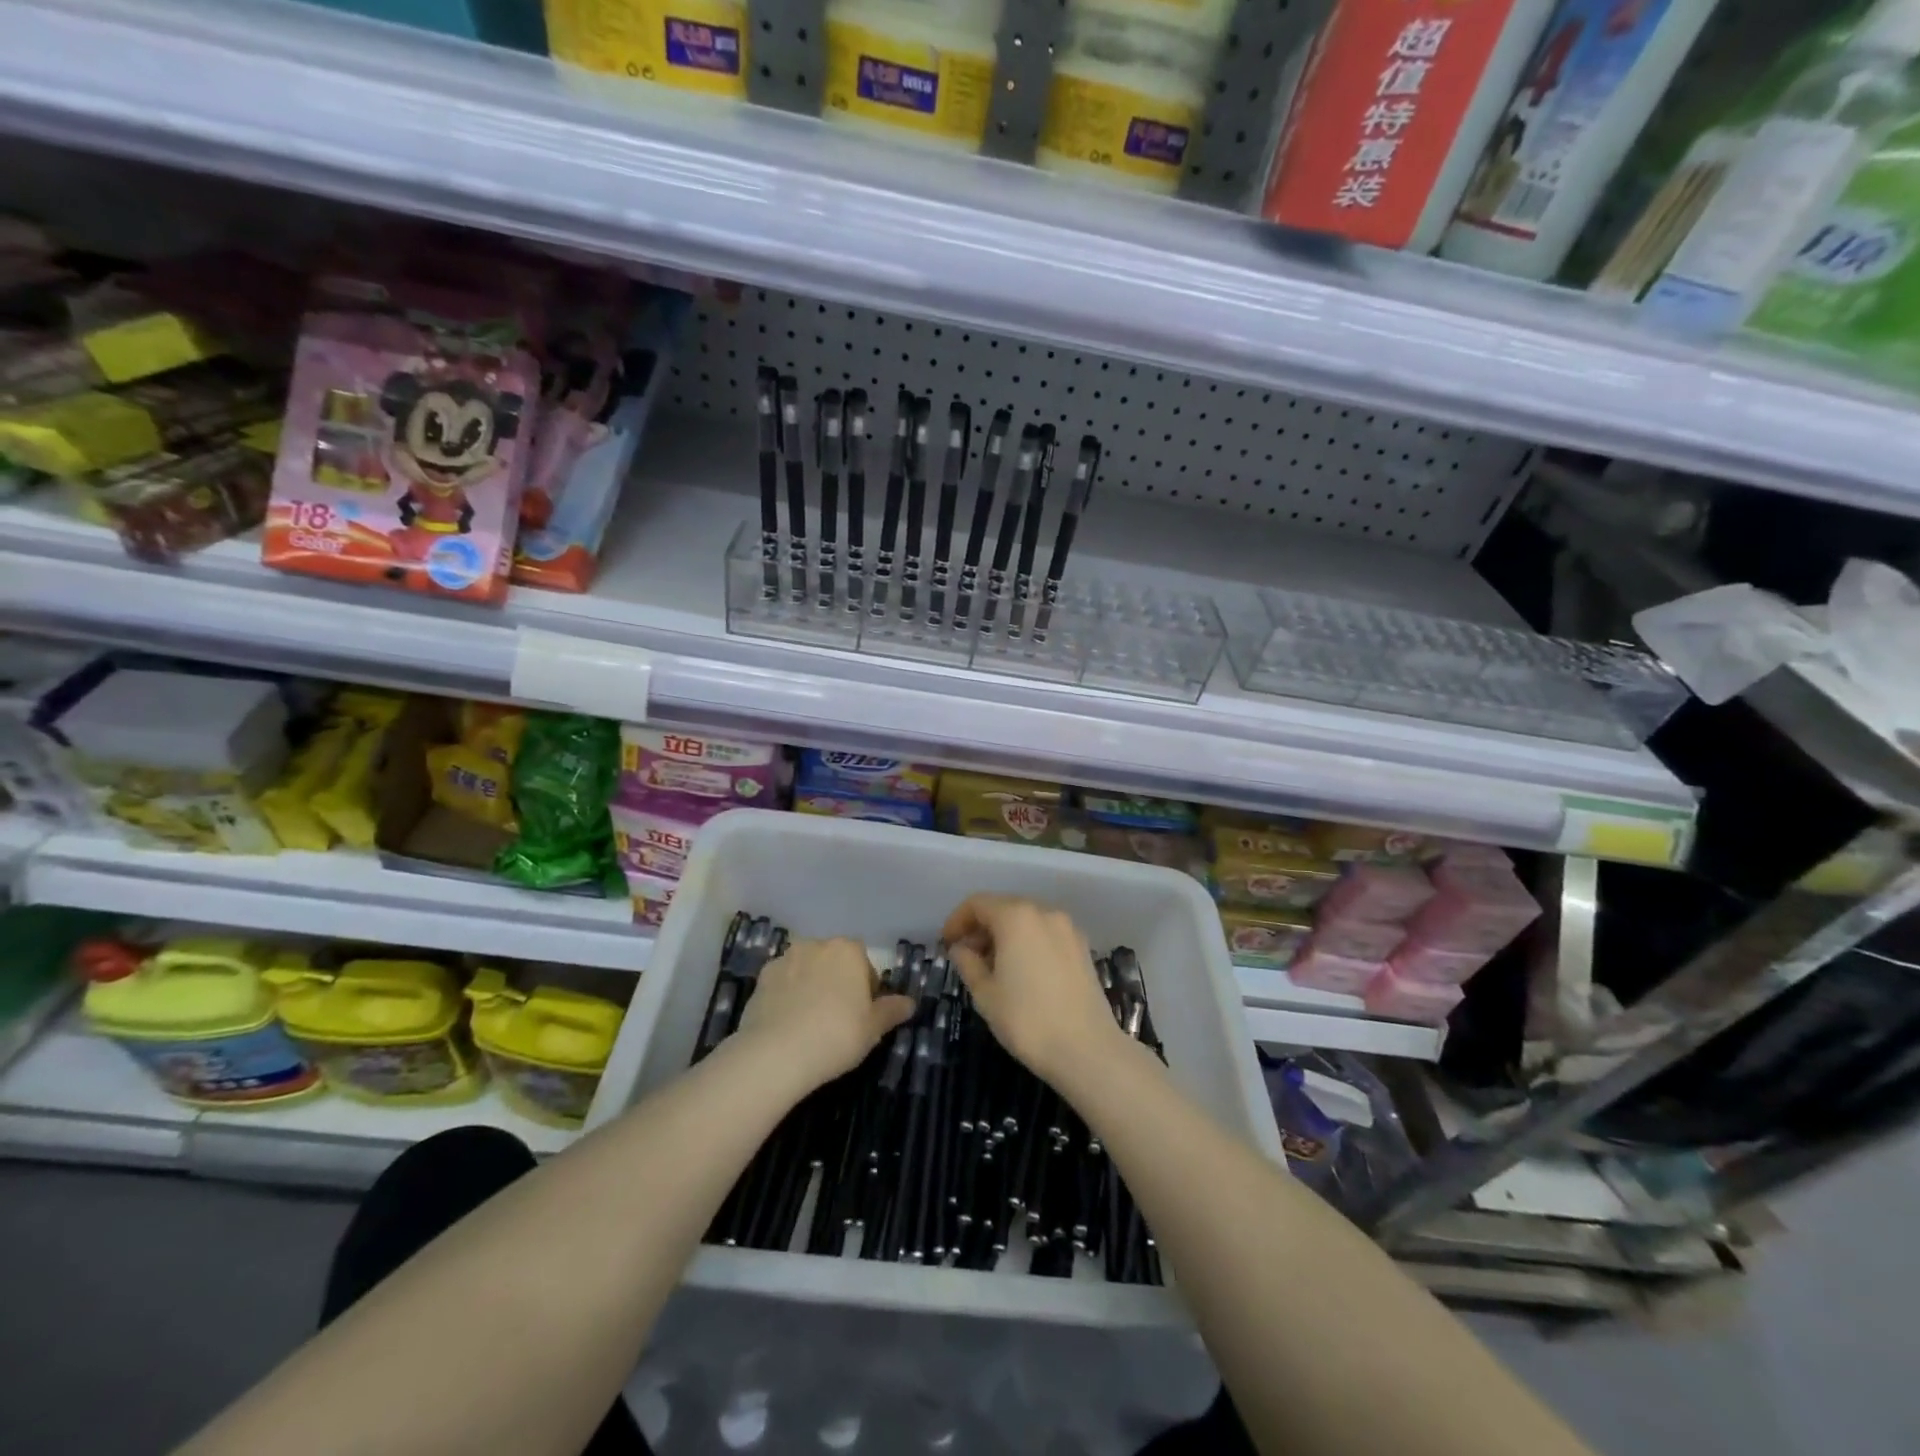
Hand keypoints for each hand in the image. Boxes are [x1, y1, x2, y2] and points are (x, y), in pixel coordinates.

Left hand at [735, 937, 913, 1090]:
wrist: (776, 1053)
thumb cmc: (836, 1035)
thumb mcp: (873, 1029)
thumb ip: (892, 1011)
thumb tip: (910, 1003)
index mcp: (848, 950)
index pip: (864, 963)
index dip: (866, 989)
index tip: (863, 1014)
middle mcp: (816, 945)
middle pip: (834, 962)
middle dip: (837, 982)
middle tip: (838, 1018)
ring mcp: (785, 959)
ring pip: (807, 970)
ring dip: (811, 985)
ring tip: (809, 1022)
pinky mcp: (761, 978)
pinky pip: (782, 983)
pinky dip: (786, 996)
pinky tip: (787, 1023)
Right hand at [942, 895, 1120, 1083]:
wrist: (1087, 1049)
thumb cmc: (1027, 1020)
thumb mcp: (985, 993)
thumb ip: (967, 963)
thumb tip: (961, 948)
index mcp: (1016, 917)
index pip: (978, 903)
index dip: (957, 920)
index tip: (947, 944)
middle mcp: (1044, 912)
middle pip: (1004, 907)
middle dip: (981, 927)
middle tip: (967, 956)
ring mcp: (1068, 928)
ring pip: (1027, 919)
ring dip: (1005, 934)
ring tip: (993, 967)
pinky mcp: (1082, 946)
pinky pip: (1046, 932)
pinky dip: (1028, 941)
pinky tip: (1022, 971)